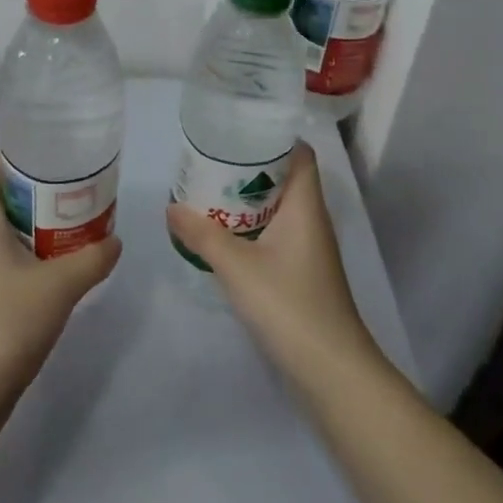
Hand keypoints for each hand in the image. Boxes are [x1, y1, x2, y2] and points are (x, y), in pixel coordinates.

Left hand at [0, 152, 121, 400]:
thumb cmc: (7, 322)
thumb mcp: (61, 286)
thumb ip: (93, 258)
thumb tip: (115, 242)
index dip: (17, 153)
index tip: (54, 157)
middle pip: (0, 194)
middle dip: (38, 189)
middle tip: (76, 192)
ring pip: (4, 227)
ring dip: (37, 223)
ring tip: (74, 225)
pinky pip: (3, 255)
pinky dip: (29, 251)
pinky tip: (57, 267)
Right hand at [166, 142, 381, 383]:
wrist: (332, 372)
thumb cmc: (289, 306)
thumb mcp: (237, 266)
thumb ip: (202, 234)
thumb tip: (171, 207)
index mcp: (305, 205)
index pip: (299, 153)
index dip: (272, 136)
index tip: (236, 129)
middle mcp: (311, 220)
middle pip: (283, 178)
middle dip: (248, 167)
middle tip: (209, 160)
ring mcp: (308, 249)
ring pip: (277, 208)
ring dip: (246, 199)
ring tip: (208, 192)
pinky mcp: (301, 274)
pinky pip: (274, 234)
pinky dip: (250, 227)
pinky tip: (222, 236)